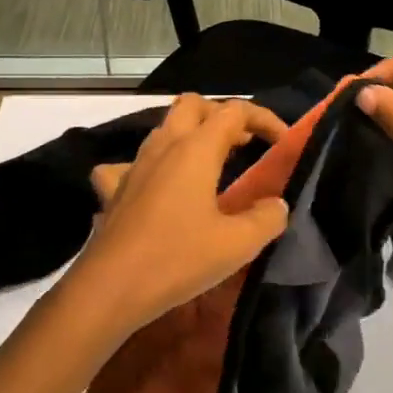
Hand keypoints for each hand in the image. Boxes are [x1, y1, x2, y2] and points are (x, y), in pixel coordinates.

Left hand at [67, 95, 289, 339]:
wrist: (109, 288)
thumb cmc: (177, 259)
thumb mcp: (237, 244)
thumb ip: (267, 218)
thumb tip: (277, 205)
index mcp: (195, 149)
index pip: (234, 111)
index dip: (263, 118)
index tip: (282, 141)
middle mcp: (163, 146)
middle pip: (193, 105)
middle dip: (221, 115)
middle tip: (244, 143)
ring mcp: (134, 165)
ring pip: (163, 129)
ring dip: (191, 135)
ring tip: (212, 164)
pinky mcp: (114, 190)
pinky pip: (131, 164)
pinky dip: (151, 167)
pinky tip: (157, 187)